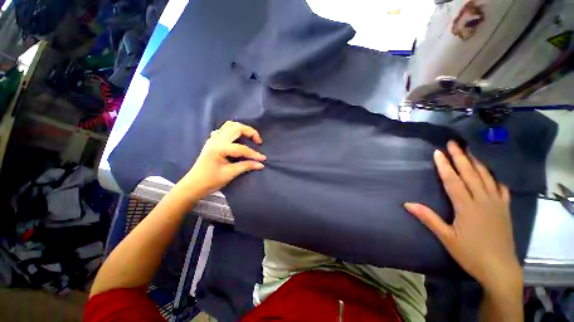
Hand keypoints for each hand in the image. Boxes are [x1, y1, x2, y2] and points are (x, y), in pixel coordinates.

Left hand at [181, 121, 265, 197]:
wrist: (193, 184)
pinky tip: (238, 139)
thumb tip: (261, 164)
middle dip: (250, 132)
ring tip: (250, 138)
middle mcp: (216, 139)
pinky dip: (234, 131)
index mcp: (219, 148)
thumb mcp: (230, 174)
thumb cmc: (210, 181)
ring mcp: (213, 138)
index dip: (254, 154)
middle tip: (258, 142)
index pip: (241, 148)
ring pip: (230, 125)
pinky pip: (225, 129)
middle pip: (236, 127)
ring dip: (242, 129)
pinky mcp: (213, 140)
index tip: (263, 159)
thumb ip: (246, 166)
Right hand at [404, 141, 521, 290]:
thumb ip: (428, 218)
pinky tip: (492, 174)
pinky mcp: (505, 209)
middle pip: (470, 174)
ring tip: (470, 151)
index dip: (445, 166)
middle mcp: (483, 200)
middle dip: (460, 157)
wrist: (499, 268)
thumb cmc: (470, 253)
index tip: (438, 152)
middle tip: (454, 143)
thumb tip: (407, 204)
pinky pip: (501, 189)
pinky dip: (495, 178)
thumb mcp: (446, 237)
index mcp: (467, 206)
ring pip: (487, 178)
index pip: (453, 181)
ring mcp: (496, 203)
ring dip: (477, 163)